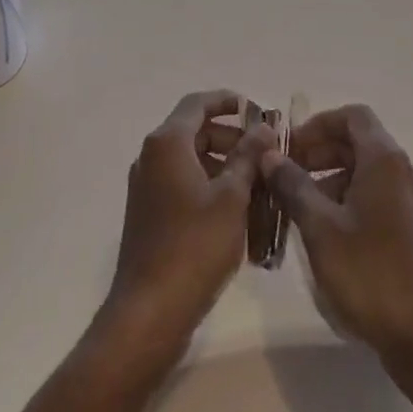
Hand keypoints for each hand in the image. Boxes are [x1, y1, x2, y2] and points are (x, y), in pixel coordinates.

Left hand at [101, 91, 275, 362]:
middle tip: (265, 152)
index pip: (198, 103)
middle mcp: (151, 157)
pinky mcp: (149, 213)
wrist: (149, 310)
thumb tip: (262, 127)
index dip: (228, 101)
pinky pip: (183, 184)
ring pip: (191, 160)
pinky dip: (209, 186)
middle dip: (232, 137)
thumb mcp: (232, 197)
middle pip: (194, 130)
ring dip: (224, 164)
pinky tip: (238, 212)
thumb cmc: (194, 245)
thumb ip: (248, 156)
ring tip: (259, 185)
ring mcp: (147, 186)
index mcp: (167, 143)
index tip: (258, 109)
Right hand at [258, 104, 412, 363]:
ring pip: (361, 170)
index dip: (317, 124)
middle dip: (318, 151)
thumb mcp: (320, 226)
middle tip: (284, 175)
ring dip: (327, 178)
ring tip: (295, 206)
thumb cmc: (369, 272)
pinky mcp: (405, 228)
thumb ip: (293, 185)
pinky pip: (370, 195)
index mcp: (383, 160)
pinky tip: (320, 232)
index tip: (289, 148)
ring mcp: (405, 201)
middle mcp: (399, 171)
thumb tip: (269, 154)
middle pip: (356, 141)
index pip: (351, 116)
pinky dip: (342, 200)